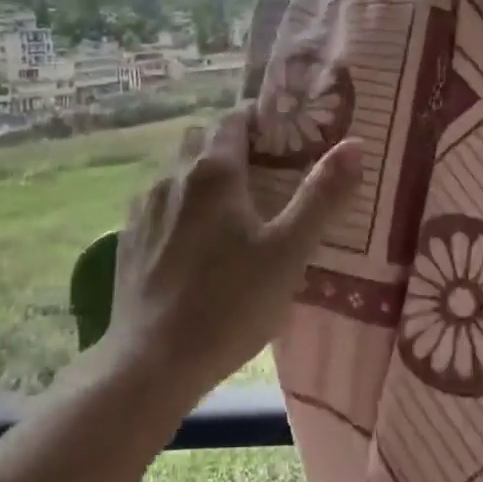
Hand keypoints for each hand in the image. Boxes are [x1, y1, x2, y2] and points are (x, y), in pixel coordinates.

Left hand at [108, 108, 361, 405]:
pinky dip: (177, 206)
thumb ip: (322, 196)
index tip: (283, 137)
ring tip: (228, 208)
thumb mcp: (289, 252)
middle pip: (201, 139)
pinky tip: (191, 240)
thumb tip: (355, 143)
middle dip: (229, 145)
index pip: (234, 120)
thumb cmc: (230, 304)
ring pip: (175, 171)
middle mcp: (172, 177)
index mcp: (213, 172)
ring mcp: (144, 208)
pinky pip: (156, 204)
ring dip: (199, 174)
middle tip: (262, 172)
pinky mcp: (127, 239)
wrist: (152, 361)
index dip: (259, 120)